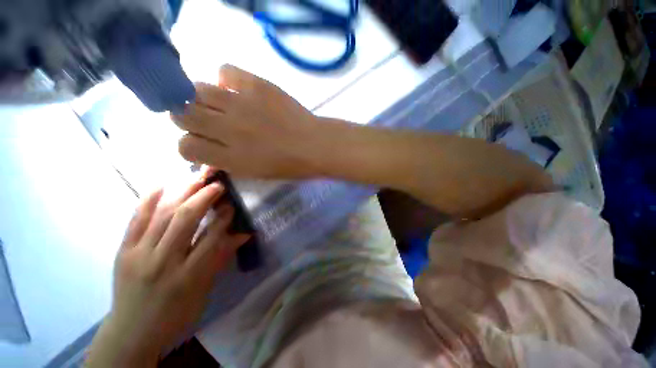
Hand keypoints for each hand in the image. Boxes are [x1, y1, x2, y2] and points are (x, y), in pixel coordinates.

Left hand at [86, 176, 249, 367]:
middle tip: (217, 184)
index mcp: (188, 275)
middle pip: (185, 219)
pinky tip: (161, 184)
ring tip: (197, 178)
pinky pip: (135, 219)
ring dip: (182, 192)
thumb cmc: (175, 314)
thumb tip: (243, 234)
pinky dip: (148, 199)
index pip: (211, 237)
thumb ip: (222, 258)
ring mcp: (139, 254)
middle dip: (204, 197)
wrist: (131, 332)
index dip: (224, 217)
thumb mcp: (204, 290)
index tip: (231, 204)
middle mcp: (163, 261)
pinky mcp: (123, 251)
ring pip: (162, 214)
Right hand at [171, 65, 319, 178]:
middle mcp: (229, 129)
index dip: (190, 144)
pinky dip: (227, 79)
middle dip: (188, 118)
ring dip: (202, 98)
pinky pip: (225, 70)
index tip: (202, 141)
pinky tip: (238, 90)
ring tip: (221, 104)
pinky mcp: (257, 85)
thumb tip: (203, 150)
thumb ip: (224, 162)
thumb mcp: (254, 173)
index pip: (184, 146)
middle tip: (205, 119)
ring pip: (196, 90)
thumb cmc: (289, 165)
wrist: (315, 145)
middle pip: (181, 114)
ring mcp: (241, 104)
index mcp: (230, 158)